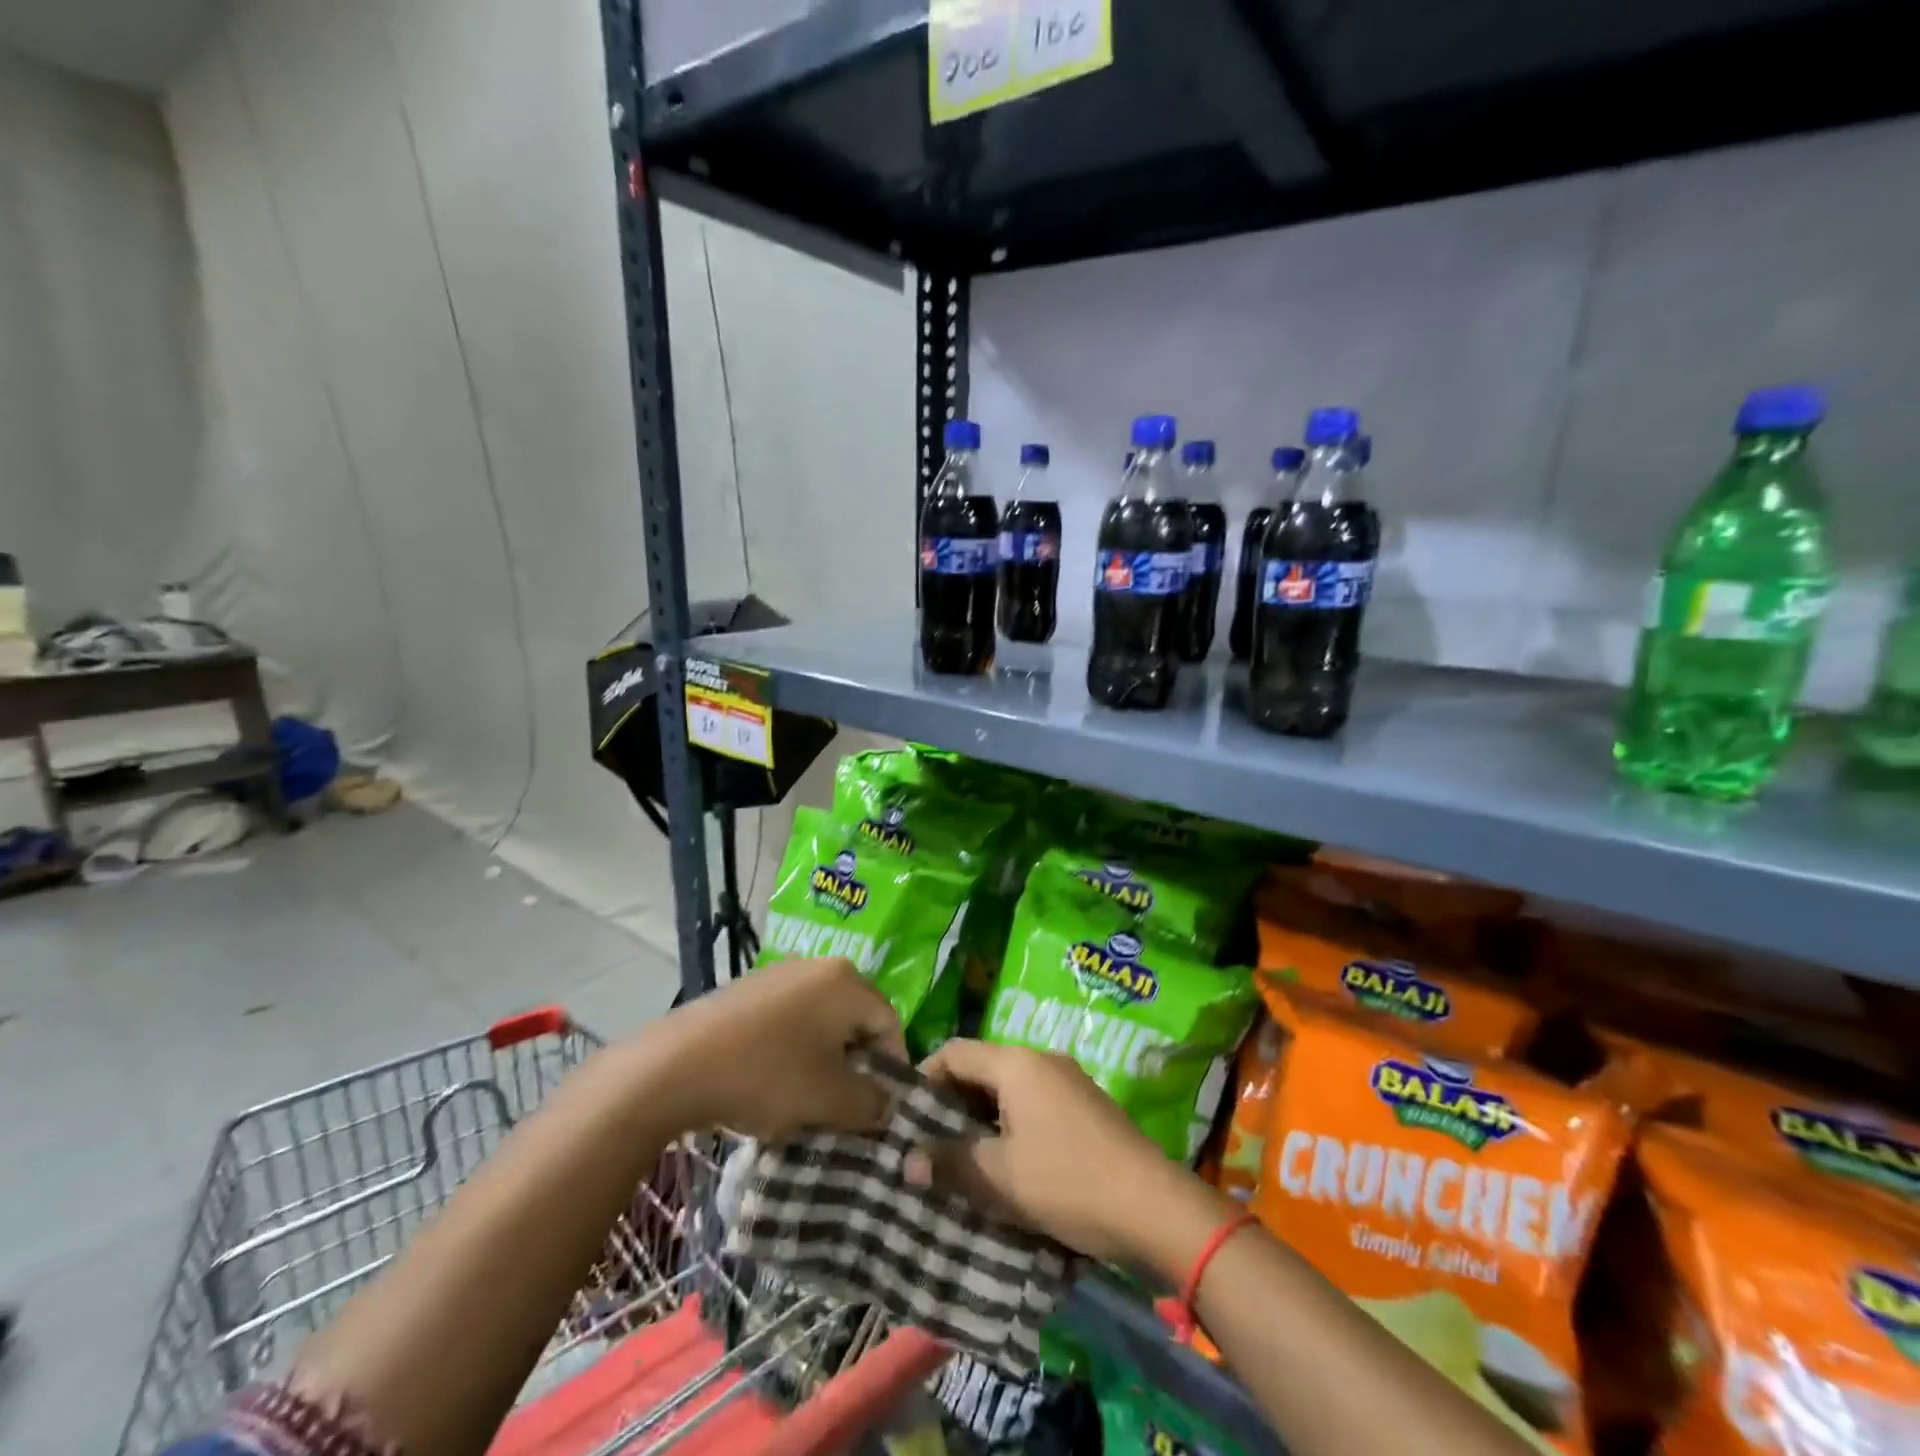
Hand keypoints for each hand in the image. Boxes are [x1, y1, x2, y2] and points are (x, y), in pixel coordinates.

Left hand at [648, 958, 903, 1140]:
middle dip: (855, 1066)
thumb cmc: (766, 1075)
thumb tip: (886, 1106)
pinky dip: (792, 1050)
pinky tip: (771, 1081)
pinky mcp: (750, 989)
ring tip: (804, 1100)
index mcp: (847, 982)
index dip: (891, 1070)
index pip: (889, 1023)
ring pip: (821, 1022)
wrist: (674, 1066)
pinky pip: (790, 1019)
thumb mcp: (828, 1099)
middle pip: (855, 1020)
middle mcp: (819, 965)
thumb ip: (870, 1103)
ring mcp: (781, 973)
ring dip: (823, 1060)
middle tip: (843, 1108)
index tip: (877, 1109)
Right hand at [915, 1040, 1223, 1268]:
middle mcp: (1041, 1059)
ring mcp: (1068, 1080)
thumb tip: (906, 1162)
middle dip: (952, 1103)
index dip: (925, 1078)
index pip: (954, 1052)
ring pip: (1008, 1088)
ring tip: (963, 1159)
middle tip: (930, 1143)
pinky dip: (1011, 1124)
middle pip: (982, 1068)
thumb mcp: (1001, 1178)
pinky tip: (1008, 1163)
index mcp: (1017, 1063)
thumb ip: (950, 1163)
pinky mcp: (1085, 1105)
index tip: (907, 1117)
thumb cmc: (1069, 1181)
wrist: (1153, 1205)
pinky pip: (1034, 1103)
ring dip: (982, 1117)